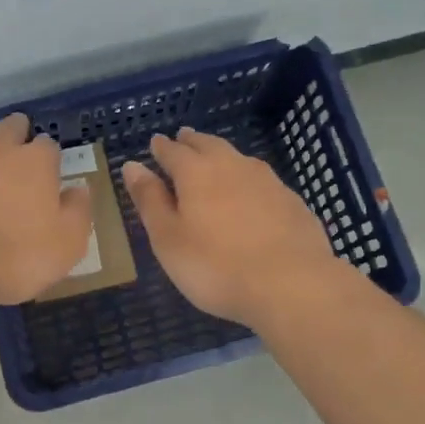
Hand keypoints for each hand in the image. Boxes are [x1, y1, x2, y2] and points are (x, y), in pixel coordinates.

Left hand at [0, 114, 93, 307]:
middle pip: (10, 128)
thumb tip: (80, 190)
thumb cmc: (15, 255)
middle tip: (16, 142)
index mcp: (36, 163)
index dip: (49, 156)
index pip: (49, 146)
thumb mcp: (66, 245)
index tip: (48, 168)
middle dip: (16, 132)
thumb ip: (77, 213)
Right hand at [122, 128, 340, 324]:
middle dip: (191, 142)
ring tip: (214, 158)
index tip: (155, 144)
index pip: (172, 151)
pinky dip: (247, 178)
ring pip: (237, 158)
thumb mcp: (168, 238)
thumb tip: (132, 166)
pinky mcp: (291, 200)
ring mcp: (267, 180)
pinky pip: (261, 179)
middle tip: (182, 138)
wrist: (292, 284)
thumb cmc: (216, 266)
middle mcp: (231, 166)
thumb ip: (150, 200)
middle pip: (207, 145)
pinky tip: (250, 192)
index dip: (161, 148)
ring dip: (221, 154)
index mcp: (196, 172)